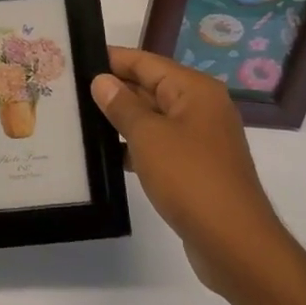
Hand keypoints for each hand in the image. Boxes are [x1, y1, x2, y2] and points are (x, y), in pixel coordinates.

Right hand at [92, 47, 288, 297]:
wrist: (236, 245)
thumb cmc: (191, 179)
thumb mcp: (148, 136)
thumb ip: (122, 105)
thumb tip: (102, 81)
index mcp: (194, 89)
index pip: (144, 61)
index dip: (111, 59)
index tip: (74, 59)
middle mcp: (200, 106)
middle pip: (150, 86)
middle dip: (113, 89)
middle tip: (69, 90)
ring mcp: (201, 138)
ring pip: (153, 117)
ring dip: (121, 119)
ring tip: (80, 120)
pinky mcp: (196, 167)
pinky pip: (160, 144)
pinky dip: (136, 145)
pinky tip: (107, 155)